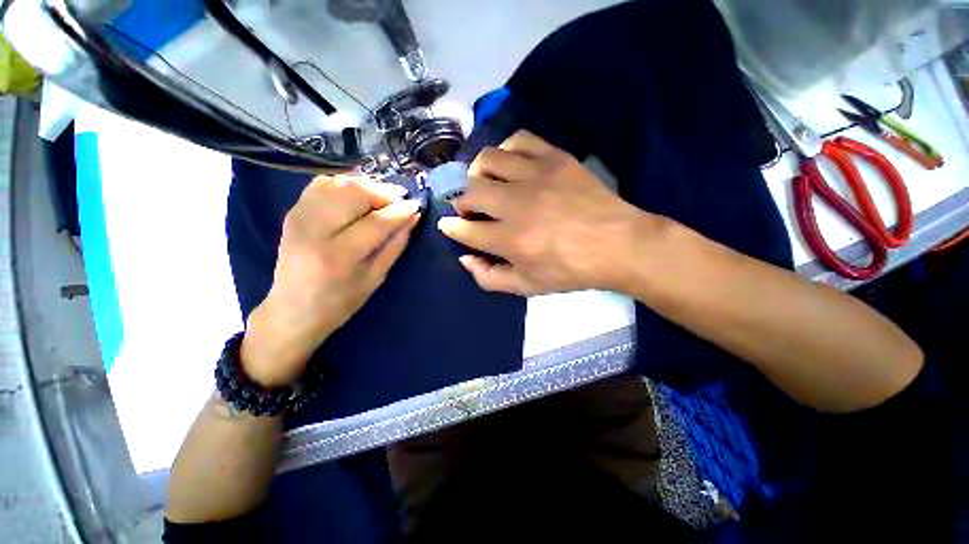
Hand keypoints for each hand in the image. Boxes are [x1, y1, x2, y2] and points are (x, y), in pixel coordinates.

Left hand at [241, 175, 420, 386]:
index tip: (417, 205)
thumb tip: (413, 217)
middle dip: (384, 192)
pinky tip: (357, 195)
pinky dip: (345, 183)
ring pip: (339, 183)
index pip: (376, 222)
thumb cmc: (340, 302)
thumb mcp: (375, 278)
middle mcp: (315, 230)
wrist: (291, 310)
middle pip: (355, 193)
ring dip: (367, 185)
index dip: (400, 211)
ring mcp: (299, 217)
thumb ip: (396, 245)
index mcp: (339, 256)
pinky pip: (322, 184)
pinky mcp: (292, 211)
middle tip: (400, 200)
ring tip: (382, 198)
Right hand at [437, 130, 664, 295]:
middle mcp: (516, 205)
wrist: (618, 244)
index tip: (449, 225)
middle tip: (469, 208)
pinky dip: (506, 150)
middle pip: (470, 191)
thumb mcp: (527, 287)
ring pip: (488, 159)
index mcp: (510, 240)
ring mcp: (536, 176)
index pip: (465, 229)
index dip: (452, 227)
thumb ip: (489, 277)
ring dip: (478, 172)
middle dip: (461, 201)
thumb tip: (465, 258)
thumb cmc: (571, 270)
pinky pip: (519, 140)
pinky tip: (510, 164)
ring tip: (486, 182)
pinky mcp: (555, 158)